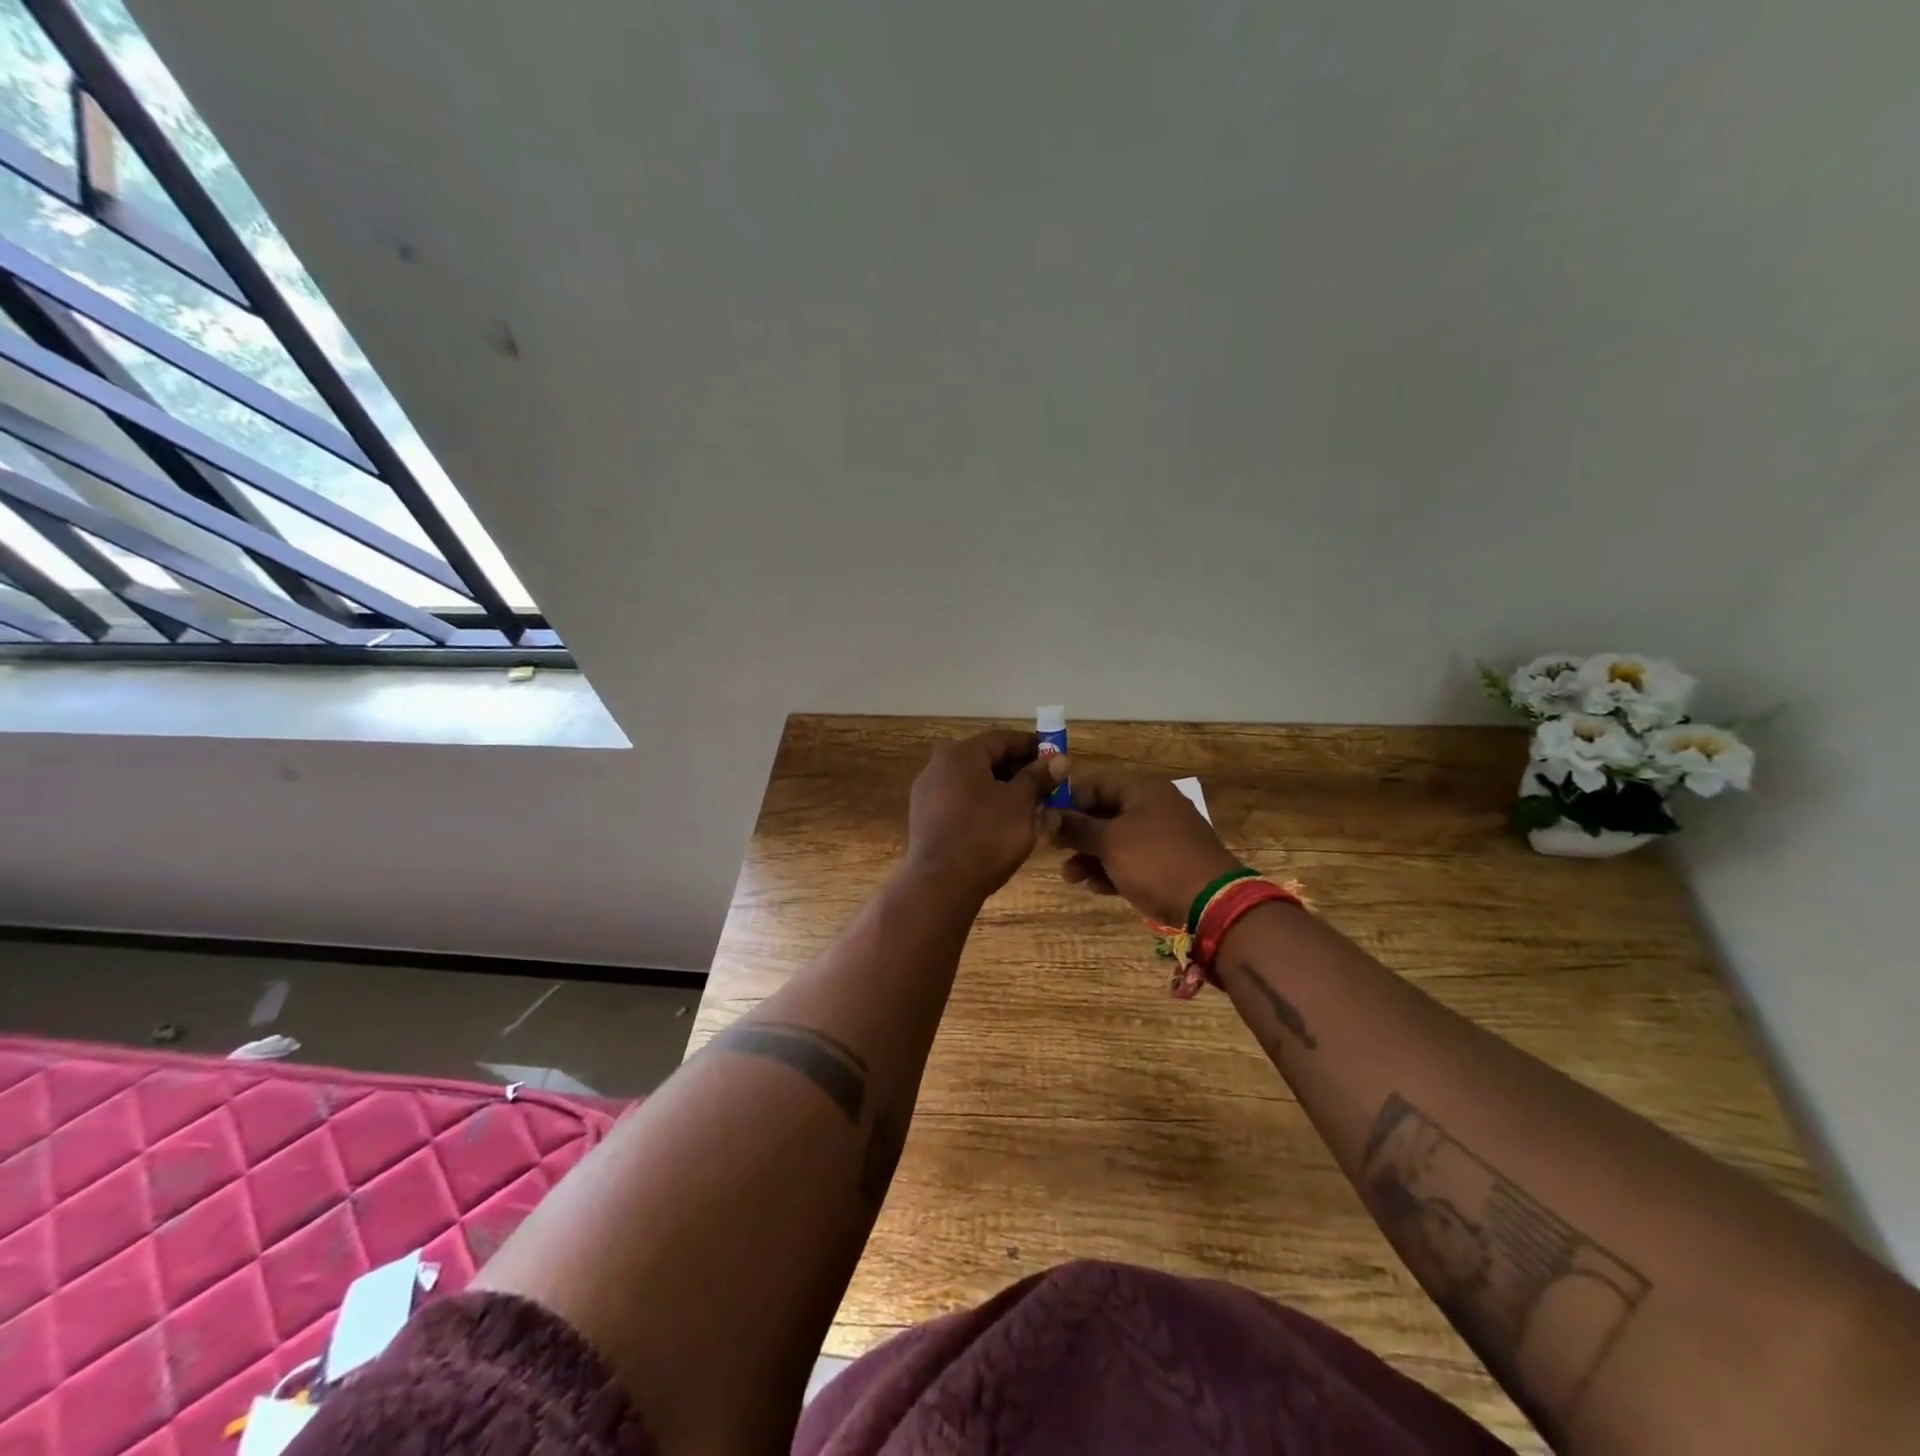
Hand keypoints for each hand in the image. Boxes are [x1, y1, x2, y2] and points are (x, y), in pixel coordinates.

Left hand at [905, 729, 1064, 901]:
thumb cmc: (986, 836)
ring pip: (972, 781)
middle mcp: (938, 766)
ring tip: (1028, 805)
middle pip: (985, 758)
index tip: (1055, 758)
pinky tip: (1000, 822)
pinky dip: (981, 803)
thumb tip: (1059, 758)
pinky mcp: (924, 818)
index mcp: (961, 754)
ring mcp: (926, 793)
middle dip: (1017, 769)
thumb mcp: (1021, 804)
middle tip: (1045, 784)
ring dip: (1001, 787)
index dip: (1032, 746)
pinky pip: (959, 800)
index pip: (1002, 738)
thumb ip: (1039, 777)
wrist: (940, 884)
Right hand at [1045, 759, 1240, 926]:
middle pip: (1105, 812)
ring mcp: (1164, 836)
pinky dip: (1113, 870)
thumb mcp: (1110, 842)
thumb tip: (1045, 815)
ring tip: (1071, 877)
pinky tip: (1095, 887)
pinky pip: (1133, 860)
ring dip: (1091, 856)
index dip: (1068, 800)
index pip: (1095, 782)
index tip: (1046, 821)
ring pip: (1117, 840)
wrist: (1212, 903)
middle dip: (1077, 833)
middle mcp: (1153, 806)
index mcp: (1142, 789)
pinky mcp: (1169, 863)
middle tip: (1054, 850)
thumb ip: (1076, 828)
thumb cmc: (1155, 861)